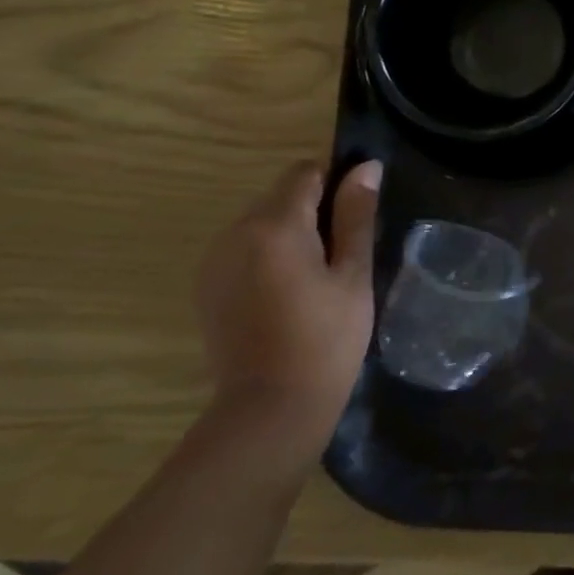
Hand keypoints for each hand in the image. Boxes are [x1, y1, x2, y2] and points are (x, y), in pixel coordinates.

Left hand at [194, 160, 380, 464]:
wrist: (270, 407)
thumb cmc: (327, 337)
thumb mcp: (353, 273)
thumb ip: (356, 215)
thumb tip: (366, 167)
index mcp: (274, 226)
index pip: (306, 173)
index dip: (338, 183)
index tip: (358, 216)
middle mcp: (234, 233)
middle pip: (281, 197)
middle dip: (314, 211)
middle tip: (345, 254)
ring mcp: (214, 261)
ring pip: (262, 224)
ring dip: (292, 234)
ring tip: (319, 278)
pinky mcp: (207, 287)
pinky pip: (244, 250)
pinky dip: (269, 257)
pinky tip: (289, 294)